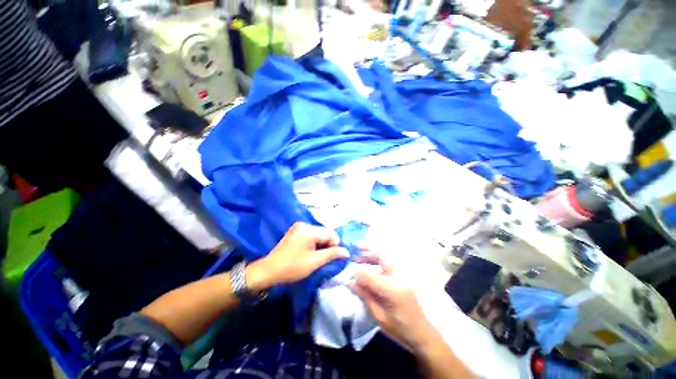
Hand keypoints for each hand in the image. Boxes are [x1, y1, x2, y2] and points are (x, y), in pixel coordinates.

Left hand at [246, 222, 348, 290]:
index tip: (333, 258)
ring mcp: (299, 227)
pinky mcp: (295, 232)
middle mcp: (304, 224)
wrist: (268, 271)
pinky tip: (310, 254)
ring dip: (321, 245)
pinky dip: (314, 244)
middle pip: (324, 233)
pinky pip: (311, 236)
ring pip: (318, 235)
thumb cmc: (292, 267)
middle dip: (327, 245)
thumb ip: (332, 254)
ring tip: (317, 258)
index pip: (330, 234)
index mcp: (308, 229)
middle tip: (324, 260)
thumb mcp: (314, 262)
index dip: (335, 246)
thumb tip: (346, 252)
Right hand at [351, 255, 436, 352]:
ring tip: (359, 258)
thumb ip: (365, 296)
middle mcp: (399, 278)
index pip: (372, 275)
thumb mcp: (379, 316)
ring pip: (385, 258)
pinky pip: (388, 264)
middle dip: (368, 250)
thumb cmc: (400, 329)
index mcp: (393, 290)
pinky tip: (369, 265)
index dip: (359, 271)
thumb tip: (350, 282)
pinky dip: (377, 261)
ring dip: (372, 255)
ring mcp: (403, 275)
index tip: (348, 268)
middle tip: (355, 249)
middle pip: (382, 257)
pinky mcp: (403, 276)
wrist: (422, 333)